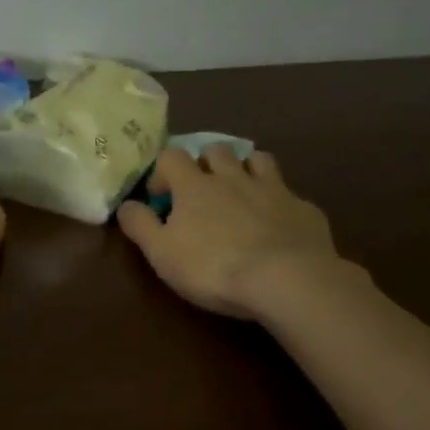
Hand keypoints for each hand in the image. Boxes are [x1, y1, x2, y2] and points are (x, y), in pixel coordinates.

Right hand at [117, 145, 342, 318]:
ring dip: (247, 169)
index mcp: (195, 186)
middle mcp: (233, 177)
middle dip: (206, 163)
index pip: (171, 156)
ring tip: (242, 193)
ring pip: (258, 160)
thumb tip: (125, 205)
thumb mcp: (162, 253)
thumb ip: (140, 225)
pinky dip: (280, 203)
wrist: (287, 280)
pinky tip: (279, 225)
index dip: (163, 172)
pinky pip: (290, 194)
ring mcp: (273, 189)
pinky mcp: (304, 209)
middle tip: (203, 191)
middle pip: (217, 150)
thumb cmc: (213, 267)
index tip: (162, 198)